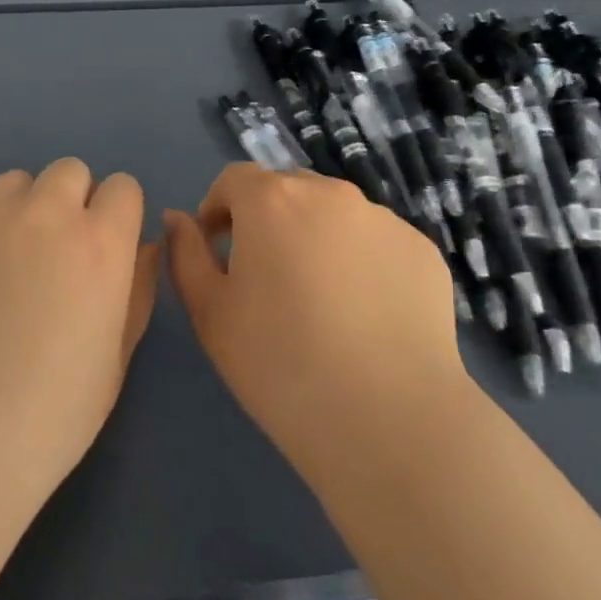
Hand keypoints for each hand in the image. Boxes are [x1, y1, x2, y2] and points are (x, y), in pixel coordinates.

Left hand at [0, 158, 160, 503]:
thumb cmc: (51, 413)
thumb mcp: (116, 358)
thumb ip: (138, 290)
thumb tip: (142, 246)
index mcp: (99, 241)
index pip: (122, 187)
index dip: (115, 216)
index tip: (101, 250)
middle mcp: (45, 211)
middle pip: (68, 171)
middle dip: (68, 202)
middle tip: (51, 256)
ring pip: (13, 184)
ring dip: (17, 212)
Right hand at [165, 164, 468, 490]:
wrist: (388, 419)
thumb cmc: (280, 363)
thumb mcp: (209, 312)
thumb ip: (185, 254)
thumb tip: (178, 219)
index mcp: (272, 199)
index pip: (234, 179)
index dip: (218, 209)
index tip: (218, 250)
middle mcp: (329, 193)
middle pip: (287, 190)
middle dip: (269, 220)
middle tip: (268, 278)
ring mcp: (382, 219)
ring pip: (335, 214)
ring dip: (317, 238)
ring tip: (322, 300)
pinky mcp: (422, 251)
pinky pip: (377, 242)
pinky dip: (362, 262)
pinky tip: (365, 315)